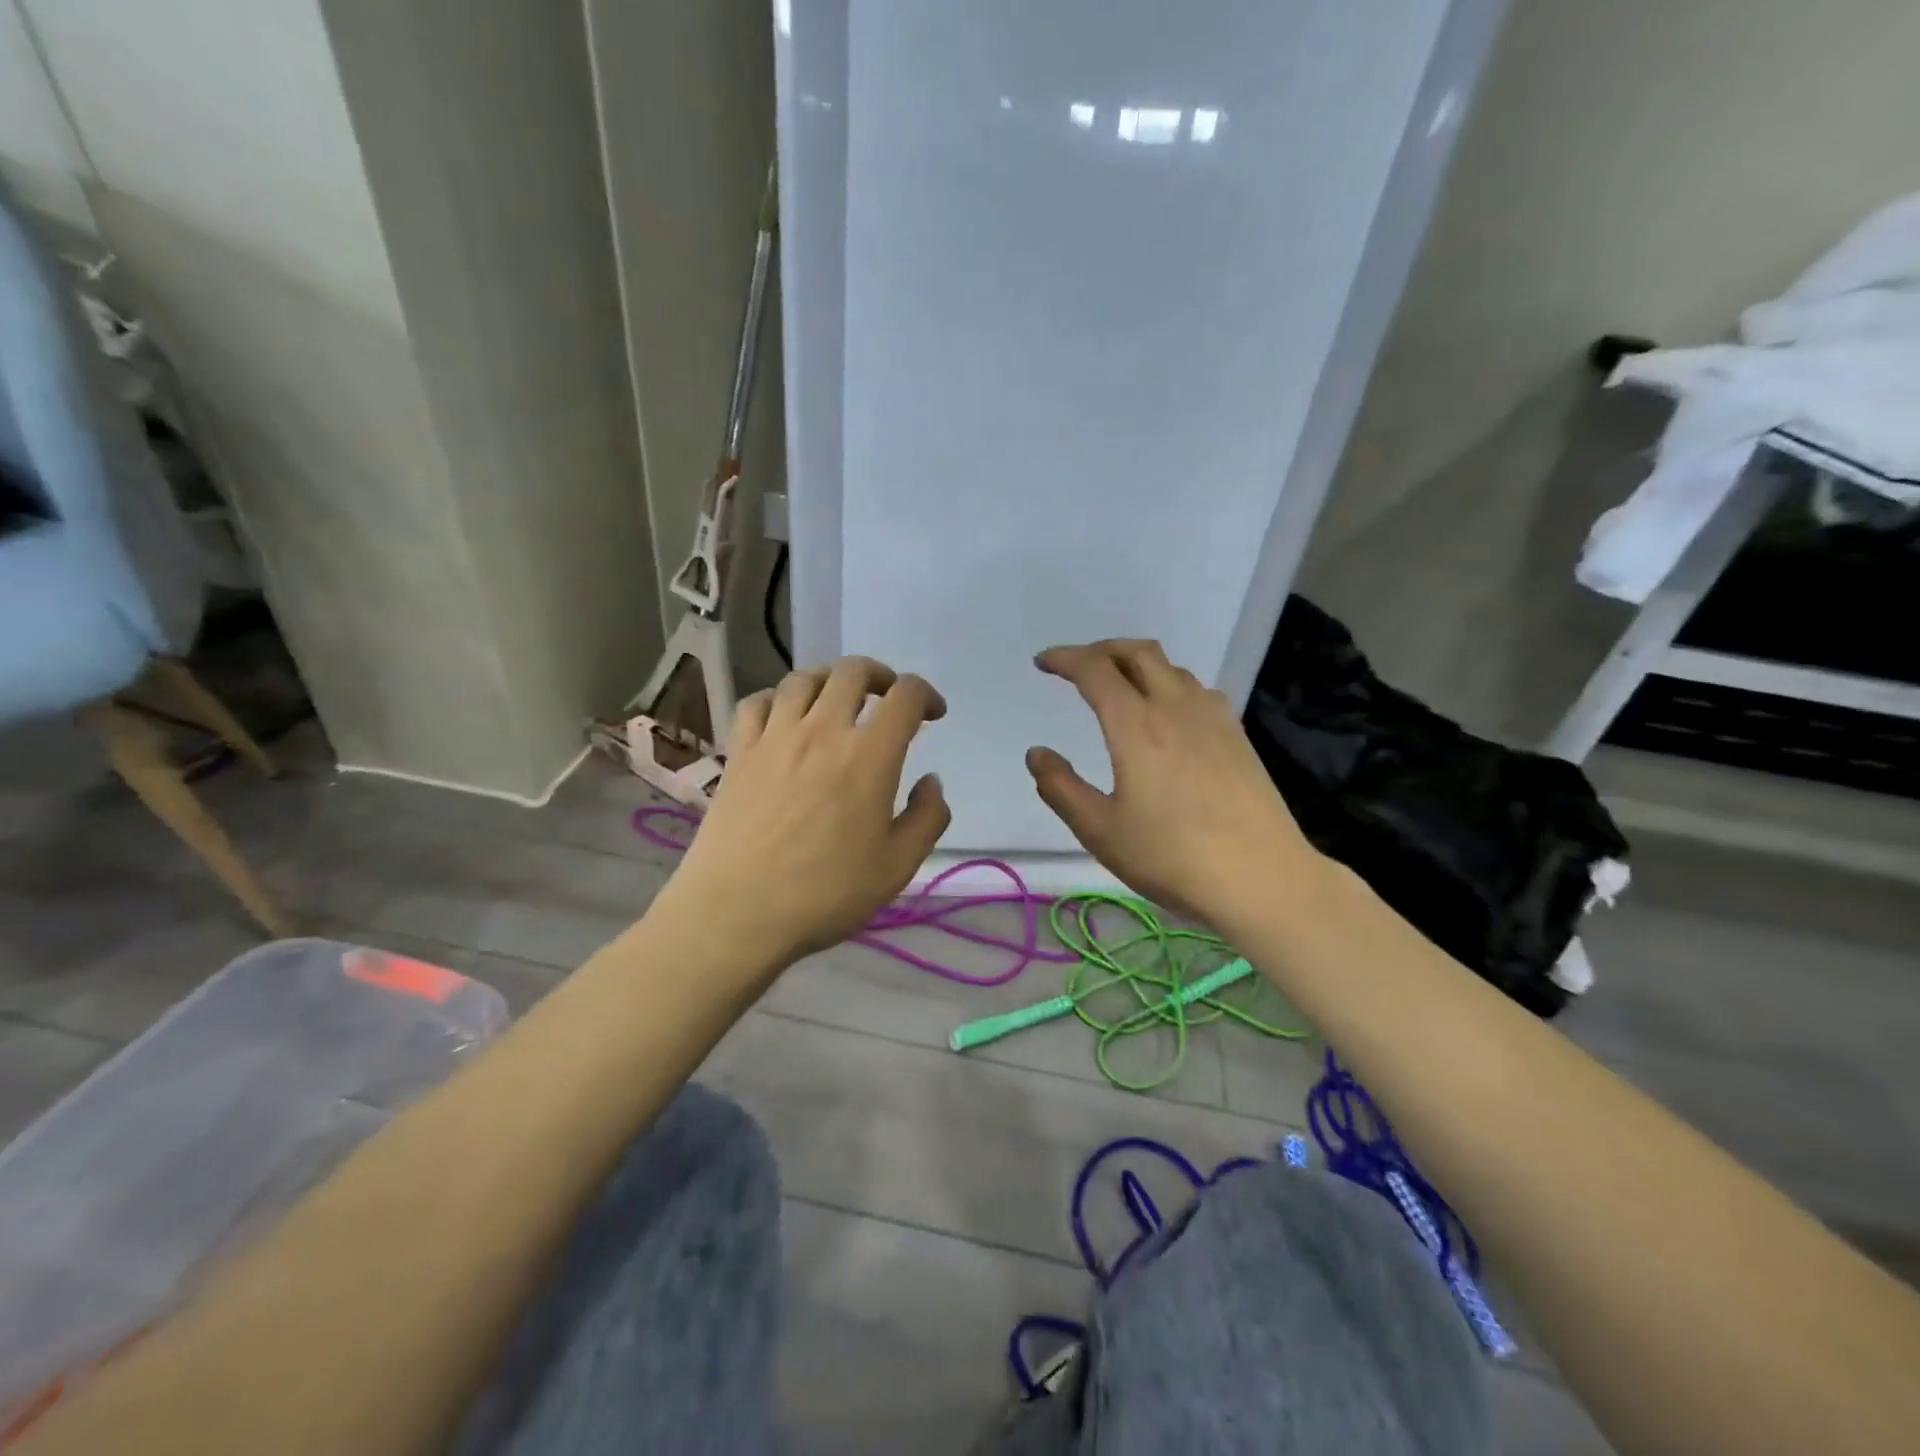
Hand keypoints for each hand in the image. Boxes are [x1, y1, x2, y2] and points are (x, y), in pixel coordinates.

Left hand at [658, 656, 950, 976]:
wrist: (737, 912)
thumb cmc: (825, 893)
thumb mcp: (898, 867)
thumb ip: (927, 818)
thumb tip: (930, 782)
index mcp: (869, 755)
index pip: (904, 696)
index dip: (925, 694)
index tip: (932, 714)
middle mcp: (823, 730)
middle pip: (853, 671)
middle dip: (880, 676)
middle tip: (888, 699)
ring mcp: (775, 736)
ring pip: (804, 678)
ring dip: (830, 681)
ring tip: (837, 702)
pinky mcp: (739, 751)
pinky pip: (757, 702)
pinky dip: (778, 699)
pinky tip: (784, 718)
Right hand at [1026, 639, 1318, 922]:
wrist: (1260, 876)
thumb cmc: (1171, 856)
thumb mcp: (1100, 831)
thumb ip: (1061, 788)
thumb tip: (1037, 754)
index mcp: (1136, 725)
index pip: (1095, 670)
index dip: (1064, 659)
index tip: (1043, 663)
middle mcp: (1175, 707)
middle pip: (1137, 652)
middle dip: (1102, 649)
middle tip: (1078, 667)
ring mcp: (1213, 718)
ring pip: (1171, 668)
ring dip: (1137, 664)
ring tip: (1119, 687)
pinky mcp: (1237, 735)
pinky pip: (1197, 689)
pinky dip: (1169, 684)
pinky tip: (1168, 715)